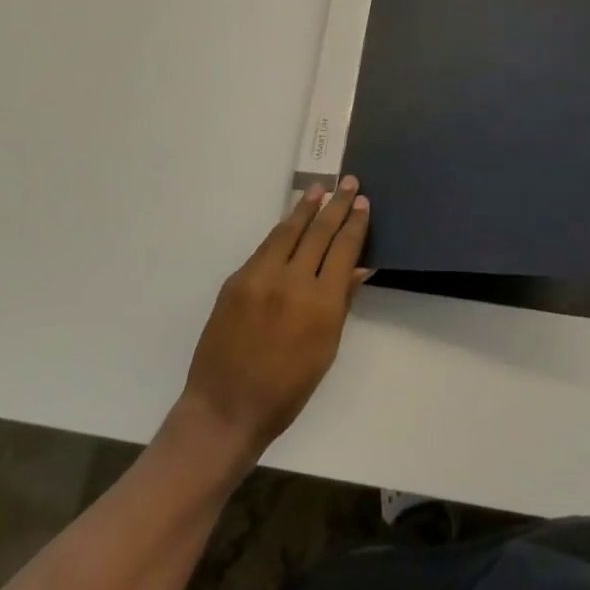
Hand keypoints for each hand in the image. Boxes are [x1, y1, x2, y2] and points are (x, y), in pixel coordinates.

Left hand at [175, 177, 370, 470]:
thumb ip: (341, 302)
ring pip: (288, 231)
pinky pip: (265, 247)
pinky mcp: (237, 280)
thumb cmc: (286, 389)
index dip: (355, 223)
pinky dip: (281, 230)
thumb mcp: (326, 349)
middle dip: (336, 205)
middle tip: (348, 181)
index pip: (344, 249)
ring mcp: (260, 277)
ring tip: (318, 189)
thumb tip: (359, 267)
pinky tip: (290, 222)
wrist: (226, 407)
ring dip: (305, 208)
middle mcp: (292, 281)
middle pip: (319, 232)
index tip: (363, 202)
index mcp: (321, 303)